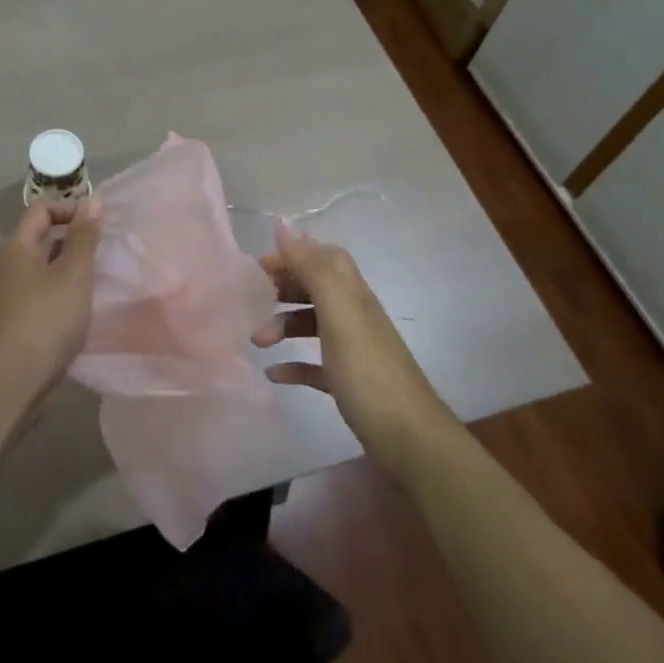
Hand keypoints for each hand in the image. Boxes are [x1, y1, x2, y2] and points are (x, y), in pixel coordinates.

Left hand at [0, 198, 103, 405]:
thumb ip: (84, 236)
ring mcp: (2, 294)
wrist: (11, 381)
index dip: (70, 210)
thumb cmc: (46, 319)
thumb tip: (93, 199)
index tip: (98, 226)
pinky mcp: (7, 321)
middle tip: (101, 254)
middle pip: (39, 238)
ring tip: (93, 283)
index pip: (41, 209)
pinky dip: (55, 293)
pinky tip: (74, 311)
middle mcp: (3, 264)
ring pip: (38, 268)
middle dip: (70, 241)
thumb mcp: (74, 274)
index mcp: (16, 246)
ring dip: (64, 269)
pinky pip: (34, 294)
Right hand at [253, 221, 448, 462]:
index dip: (295, 253)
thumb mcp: (338, 313)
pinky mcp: (348, 383)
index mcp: (353, 294)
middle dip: (285, 287)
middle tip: (254, 297)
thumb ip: (312, 267)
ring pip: (312, 324)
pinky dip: (293, 365)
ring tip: (258, 341)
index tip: (261, 264)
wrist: (409, 440)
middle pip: (316, 288)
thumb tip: (283, 221)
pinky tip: (274, 374)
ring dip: (283, 326)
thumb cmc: (368, 371)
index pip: (324, 257)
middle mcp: (355, 316)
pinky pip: (315, 364)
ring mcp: (353, 351)